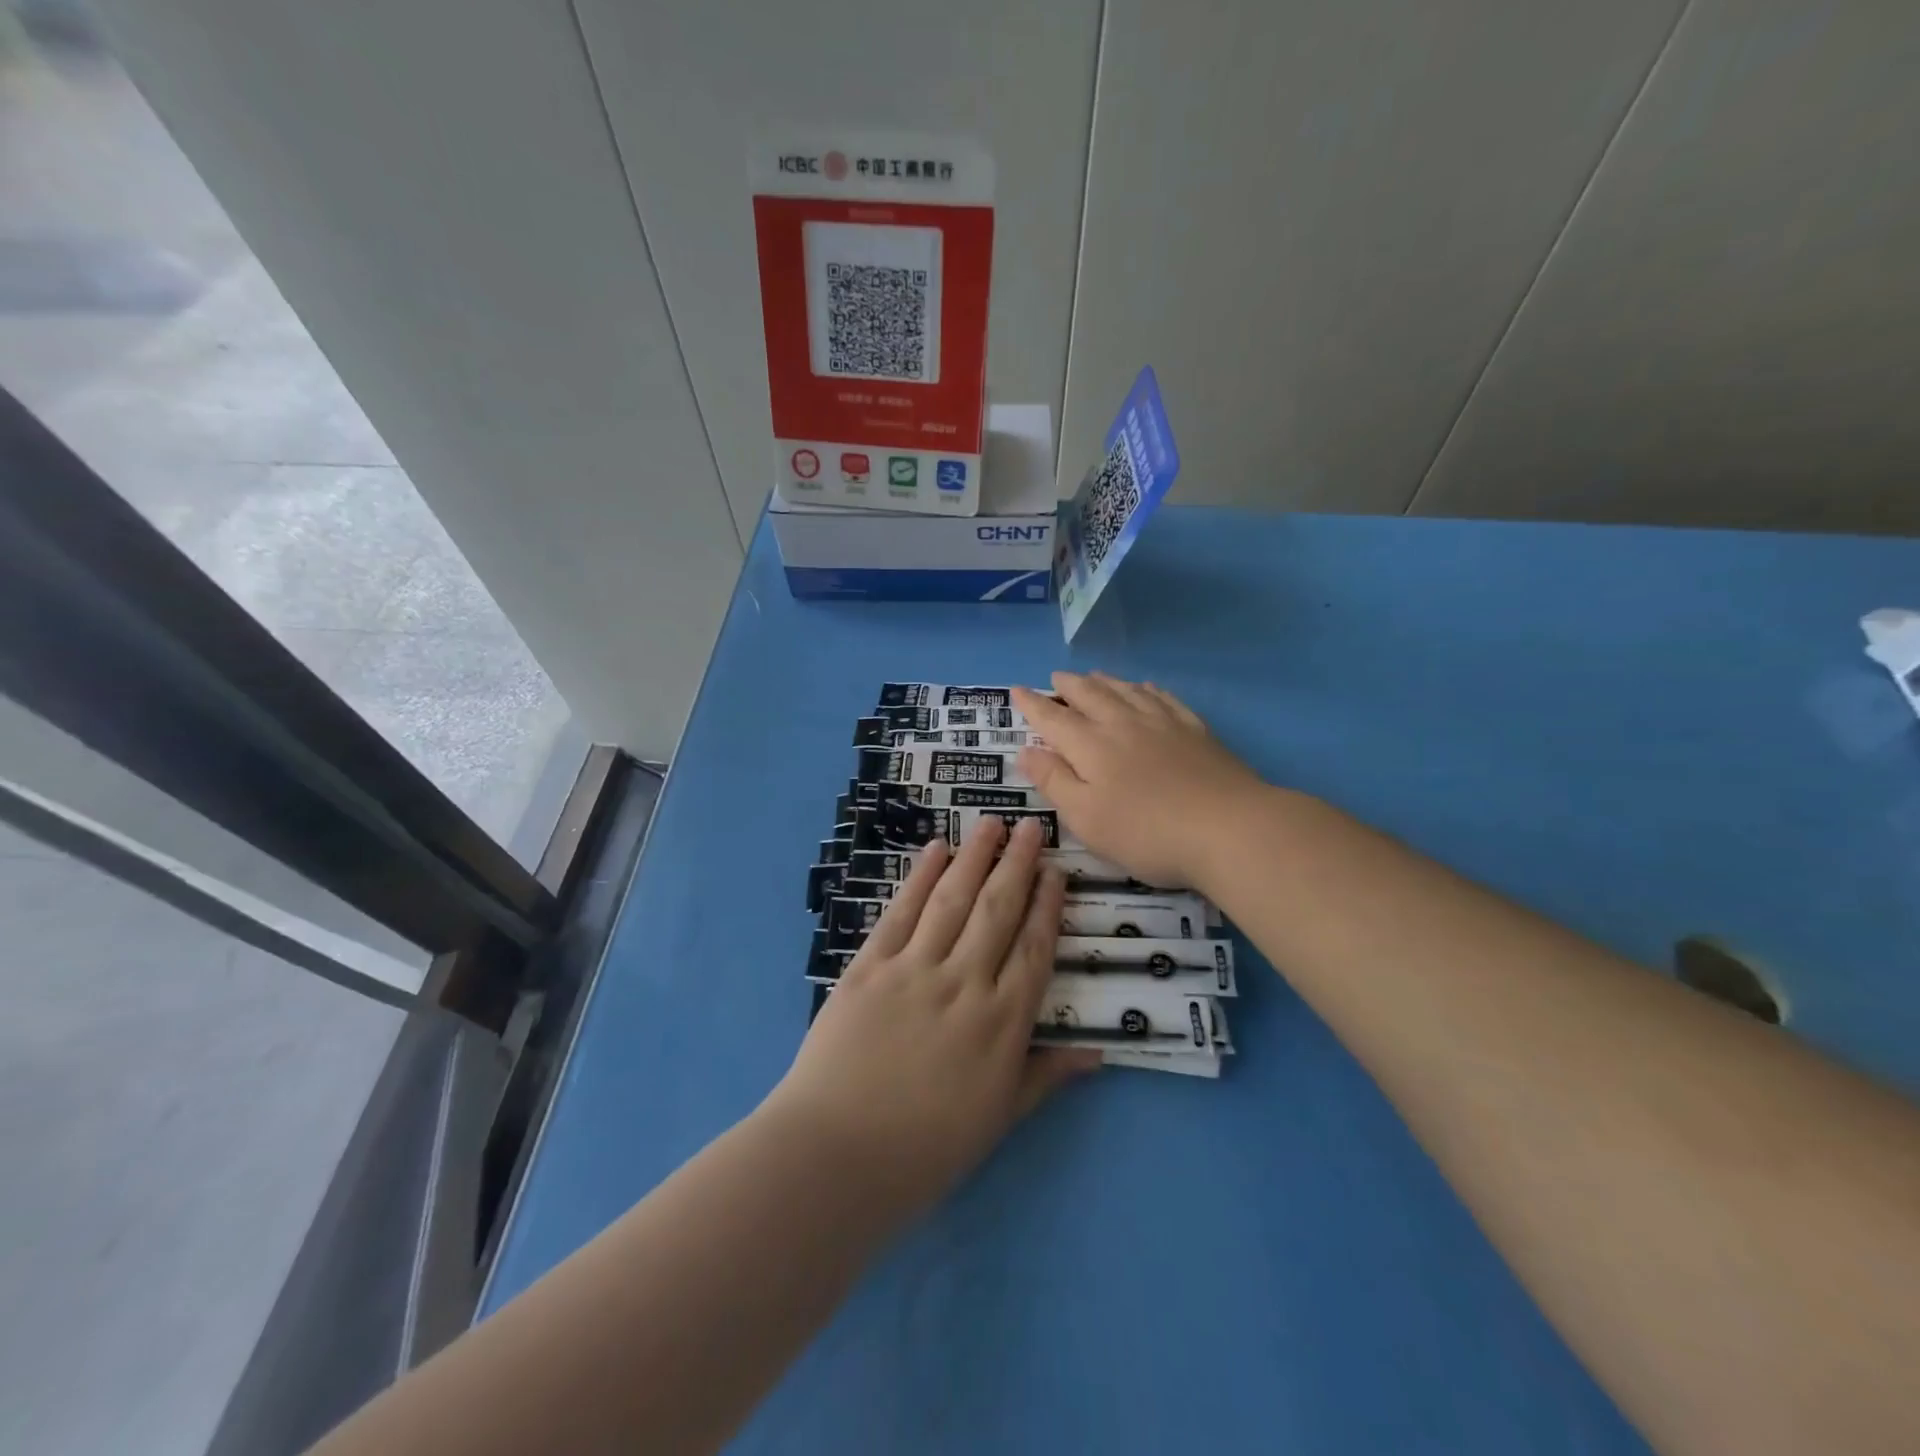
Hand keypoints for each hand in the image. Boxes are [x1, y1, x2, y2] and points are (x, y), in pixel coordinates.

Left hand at [766, 817, 1099, 1220]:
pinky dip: (920, 877)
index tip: (1057, 871)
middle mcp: (964, 984)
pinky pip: (901, 912)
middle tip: (1032, 826)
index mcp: (1001, 1024)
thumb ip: (1046, 1076)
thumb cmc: (925, 1148)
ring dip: (975, 857)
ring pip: (953, 900)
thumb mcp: (998, 1120)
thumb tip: (1098, 1052)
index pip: (1034, 949)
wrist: (837, 1156)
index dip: (1048, 906)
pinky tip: (936, 850)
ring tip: (992, 822)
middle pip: (998, 911)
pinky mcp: (870, 966)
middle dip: (1018, 864)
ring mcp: (914, 969)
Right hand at [1013, 672, 1267, 890]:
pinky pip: (1163, 697)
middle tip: (1056, 677)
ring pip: (1126, 690)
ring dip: (1104, 680)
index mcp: (1091, 745)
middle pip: (1090, 694)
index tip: (1016, 690)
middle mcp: (1122, 723)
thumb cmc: (1147, 832)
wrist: (1228, 828)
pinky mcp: (1194, 730)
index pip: (1053, 718)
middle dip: (1068, 685)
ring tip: (1093, 675)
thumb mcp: (1086, 817)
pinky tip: (1145, 687)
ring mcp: (1162, 722)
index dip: (1032, 705)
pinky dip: (1146, 689)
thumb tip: (1026, 750)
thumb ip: (1054, 780)